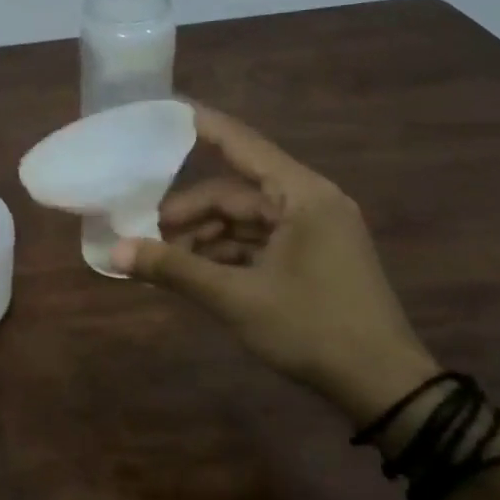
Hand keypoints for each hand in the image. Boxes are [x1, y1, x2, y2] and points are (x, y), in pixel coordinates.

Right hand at [111, 107, 434, 423]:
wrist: (385, 388)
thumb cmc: (312, 328)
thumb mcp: (236, 298)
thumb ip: (174, 270)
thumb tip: (115, 253)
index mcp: (302, 196)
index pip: (243, 145)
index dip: (203, 127)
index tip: (165, 111)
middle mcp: (310, 203)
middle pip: (235, 193)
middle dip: (189, 213)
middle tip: (145, 232)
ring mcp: (314, 233)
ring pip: (243, 221)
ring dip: (203, 237)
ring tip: (163, 260)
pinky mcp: (312, 259)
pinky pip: (257, 243)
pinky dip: (225, 254)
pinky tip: (193, 273)